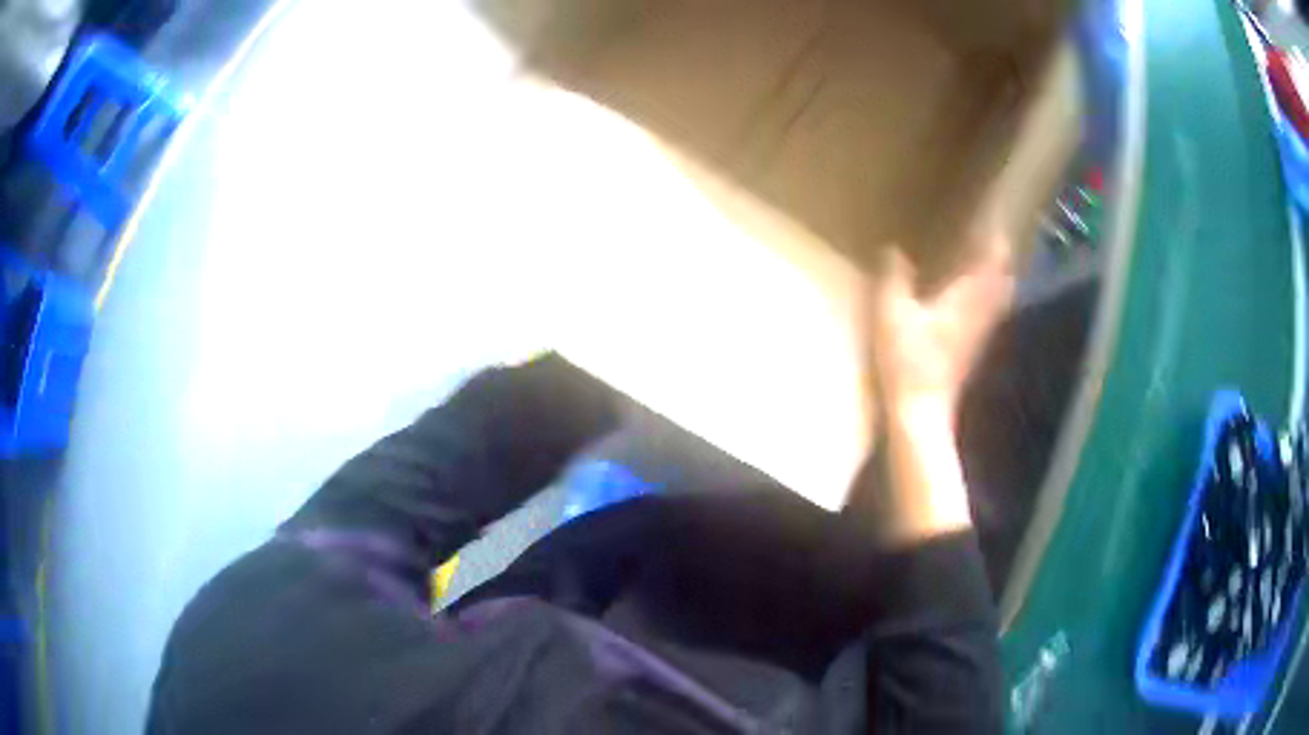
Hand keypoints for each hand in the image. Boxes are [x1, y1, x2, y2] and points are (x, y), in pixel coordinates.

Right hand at [866, 219, 1014, 418]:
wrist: (922, 411)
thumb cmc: (908, 361)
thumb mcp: (891, 315)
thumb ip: (893, 279)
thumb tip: (893, 250)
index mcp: (965, 298)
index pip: (991, 261)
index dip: (995, 240)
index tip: (993, 220)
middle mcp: (980, 312)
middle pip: (1002, 279)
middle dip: (1001, 258)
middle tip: (993, 238)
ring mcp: (981, 334)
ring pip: (1000, 298)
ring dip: (999, 278)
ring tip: (989, 263)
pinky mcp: (974, 350)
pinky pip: (991, 315)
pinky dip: (991, 299)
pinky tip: (977, 299)